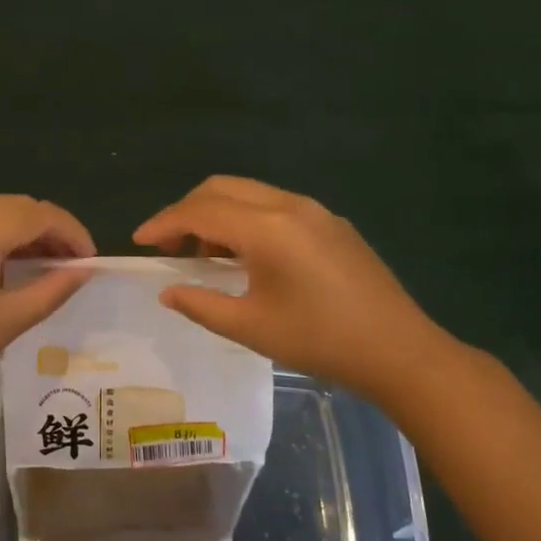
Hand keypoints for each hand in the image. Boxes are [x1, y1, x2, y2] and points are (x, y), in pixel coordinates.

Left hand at [0, 195, 94, 411]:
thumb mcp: (8, 319)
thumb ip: (52, 289)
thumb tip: (84, 271)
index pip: (41, 214)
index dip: (73, 233)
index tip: (91, 263)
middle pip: (20, 206)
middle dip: (52, 230)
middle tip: (73, 266)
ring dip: (28, 231)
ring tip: (49, 267)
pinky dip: (3, 234)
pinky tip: (13, 263)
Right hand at [133, 176, 452, 394]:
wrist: (400, 351)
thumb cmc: (320, 341)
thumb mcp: (251, 328)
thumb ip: (200, 304)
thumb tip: (167, 290)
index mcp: (266, 228)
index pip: (199, 211)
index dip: (163, 223)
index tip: (139, 241)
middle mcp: (288, 205)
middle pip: (220, 188)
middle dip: (186, 211)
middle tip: (168, 246)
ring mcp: (313, 210)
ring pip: (247, 192)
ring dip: (216, 213)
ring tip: (204, 255)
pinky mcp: (330, 222)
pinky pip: (273, 204)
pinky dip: (245, 218)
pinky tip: (246, 255)